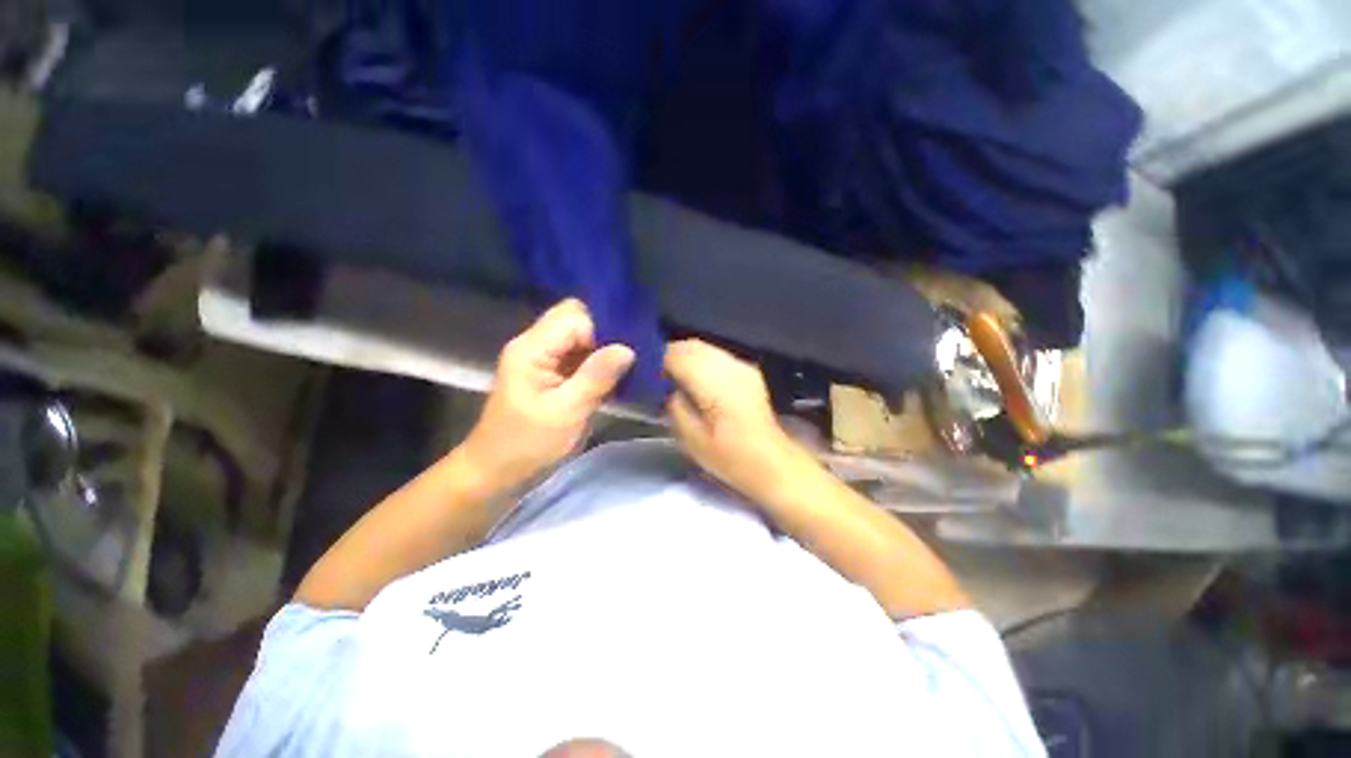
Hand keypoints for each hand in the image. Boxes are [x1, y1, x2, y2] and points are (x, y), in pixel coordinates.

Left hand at [462, 299, 634, 486]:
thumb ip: (597, 376)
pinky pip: (579, 355)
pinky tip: (612, 378)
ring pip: (580, 336)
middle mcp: (535, 345)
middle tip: (625, 361)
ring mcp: (542, 359)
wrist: (497, 473)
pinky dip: (597, 363)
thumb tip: (628, 349)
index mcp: (532, 348)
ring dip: (602, 350)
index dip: (601, 332)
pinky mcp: (550, 373)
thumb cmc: (528, 445)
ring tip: (624, 369)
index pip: (575, 317)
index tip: (622, 357)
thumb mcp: (567, 412)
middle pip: (576, 319)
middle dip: (604, 336)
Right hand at [664, 340, 807, 501]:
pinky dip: (702, 361)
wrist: (772, 461)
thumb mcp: (690, 438)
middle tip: (659, 377)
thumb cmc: (728, 455)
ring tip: (677, 378)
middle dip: (671, 355)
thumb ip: (673, 405)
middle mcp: (728, 364)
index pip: (675, 354)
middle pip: (690, 345)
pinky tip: (699, 380)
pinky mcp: (748, 369)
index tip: (648, 377)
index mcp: (712, 381)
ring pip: (705, 347)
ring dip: (687, 357)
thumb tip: (666, 387)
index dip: (657, 361)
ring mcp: (741, 365)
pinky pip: (717, 355)